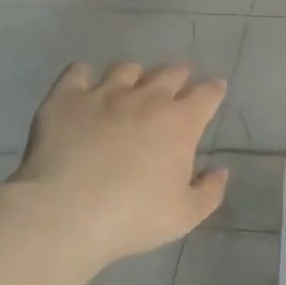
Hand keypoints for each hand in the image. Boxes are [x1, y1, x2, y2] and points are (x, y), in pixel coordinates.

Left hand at [6, 62, 229, 262]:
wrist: (66, 213)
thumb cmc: (133, 216)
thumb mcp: (185, 216)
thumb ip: (209, 191)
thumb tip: (220, 171)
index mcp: (181, 123)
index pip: (208, 94)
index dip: (214, 90)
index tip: (214, 91)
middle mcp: (147, 98)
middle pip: (171, 72)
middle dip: (179, 76)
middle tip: (177, 87)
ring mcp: (104, 93)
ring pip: (126, 68)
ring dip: (135, 76)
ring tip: (131, 87)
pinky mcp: (66, 98)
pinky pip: (78, 72)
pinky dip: (85, 76)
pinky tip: (85, 86)